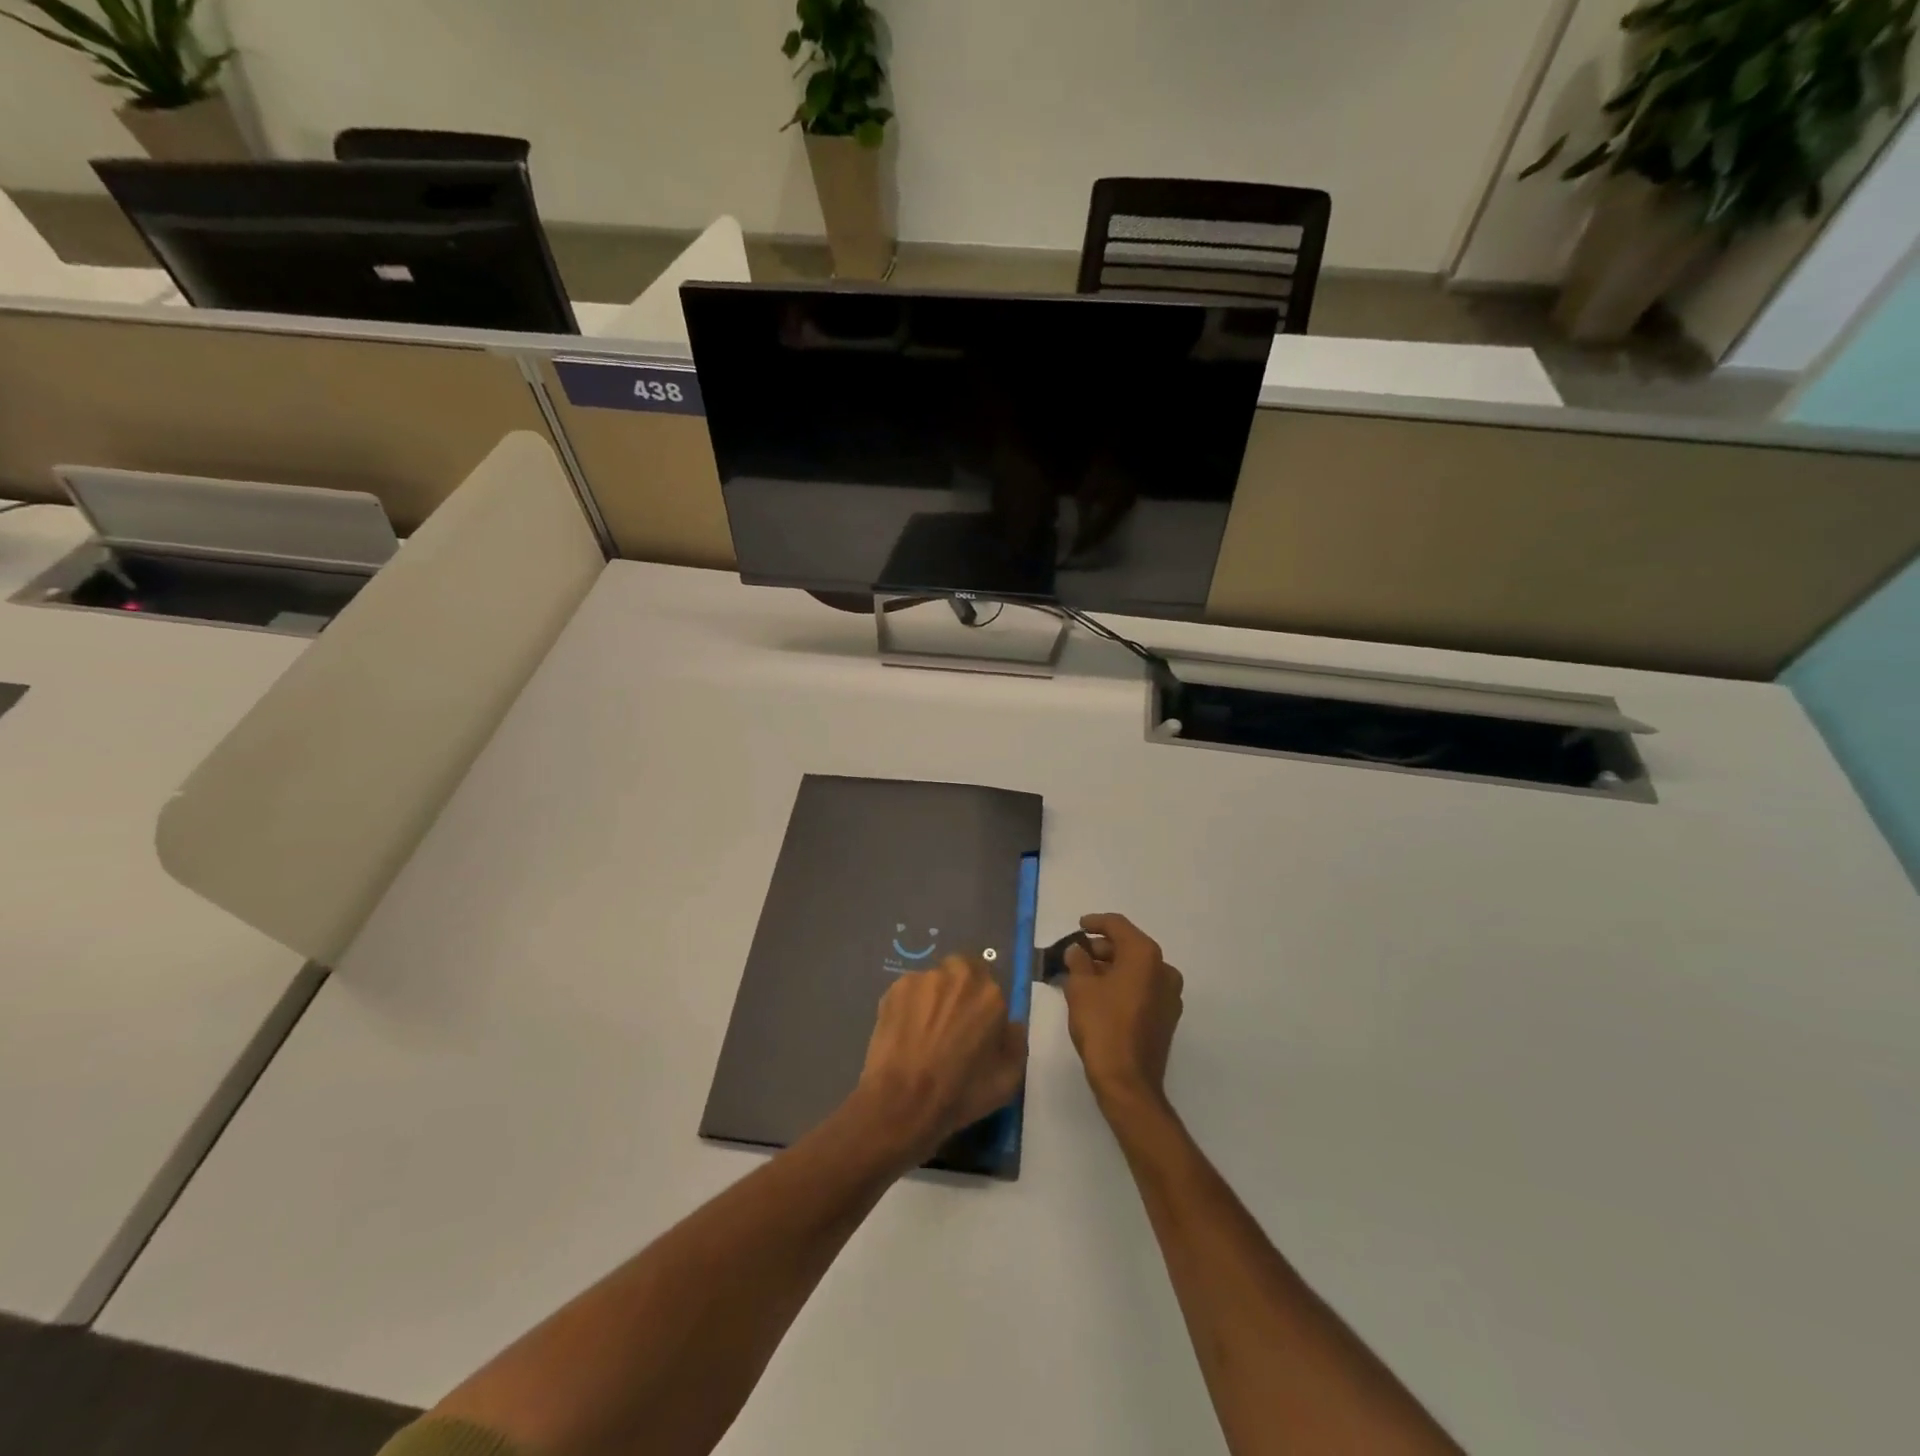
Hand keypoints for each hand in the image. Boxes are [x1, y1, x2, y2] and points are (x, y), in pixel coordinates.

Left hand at [853, 955, 1027, 1163]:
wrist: (902, 1102)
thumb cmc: (960, 1094)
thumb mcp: (1008, 1079)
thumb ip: (1015, 1041)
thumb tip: (1010, 1025)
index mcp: (990, 995)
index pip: (992, 987)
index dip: (984, 1007)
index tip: (977, 1028)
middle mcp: (958, 975)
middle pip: (963, 973)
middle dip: (960, 992)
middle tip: (952, 1024)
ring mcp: (923, 979)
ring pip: (934, 981)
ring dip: (934, 998)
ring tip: (924, 1031)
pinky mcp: (895, 988)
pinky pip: (910, 991)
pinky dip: (910, 1006)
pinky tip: (905, 1032)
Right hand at [1064, 913, 1183, 1111]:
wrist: (1127, 1081)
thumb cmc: (1102, 1026)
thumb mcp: (1080, 987)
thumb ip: (1077, 961)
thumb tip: (1077, 951)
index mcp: (1145, 955)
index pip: (1118, 925)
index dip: (1096, 922)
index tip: (1079, 926)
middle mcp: (1164, 970)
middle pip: (1129, 946)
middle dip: (1102, 948)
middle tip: (1076, 955)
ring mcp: (1170, 995)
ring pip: (1137, 969)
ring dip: (1111, 967)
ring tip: (1084, 975)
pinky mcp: (1167, 1017)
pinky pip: (1143, 988)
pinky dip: (1123, 984)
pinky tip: (1101, 995)